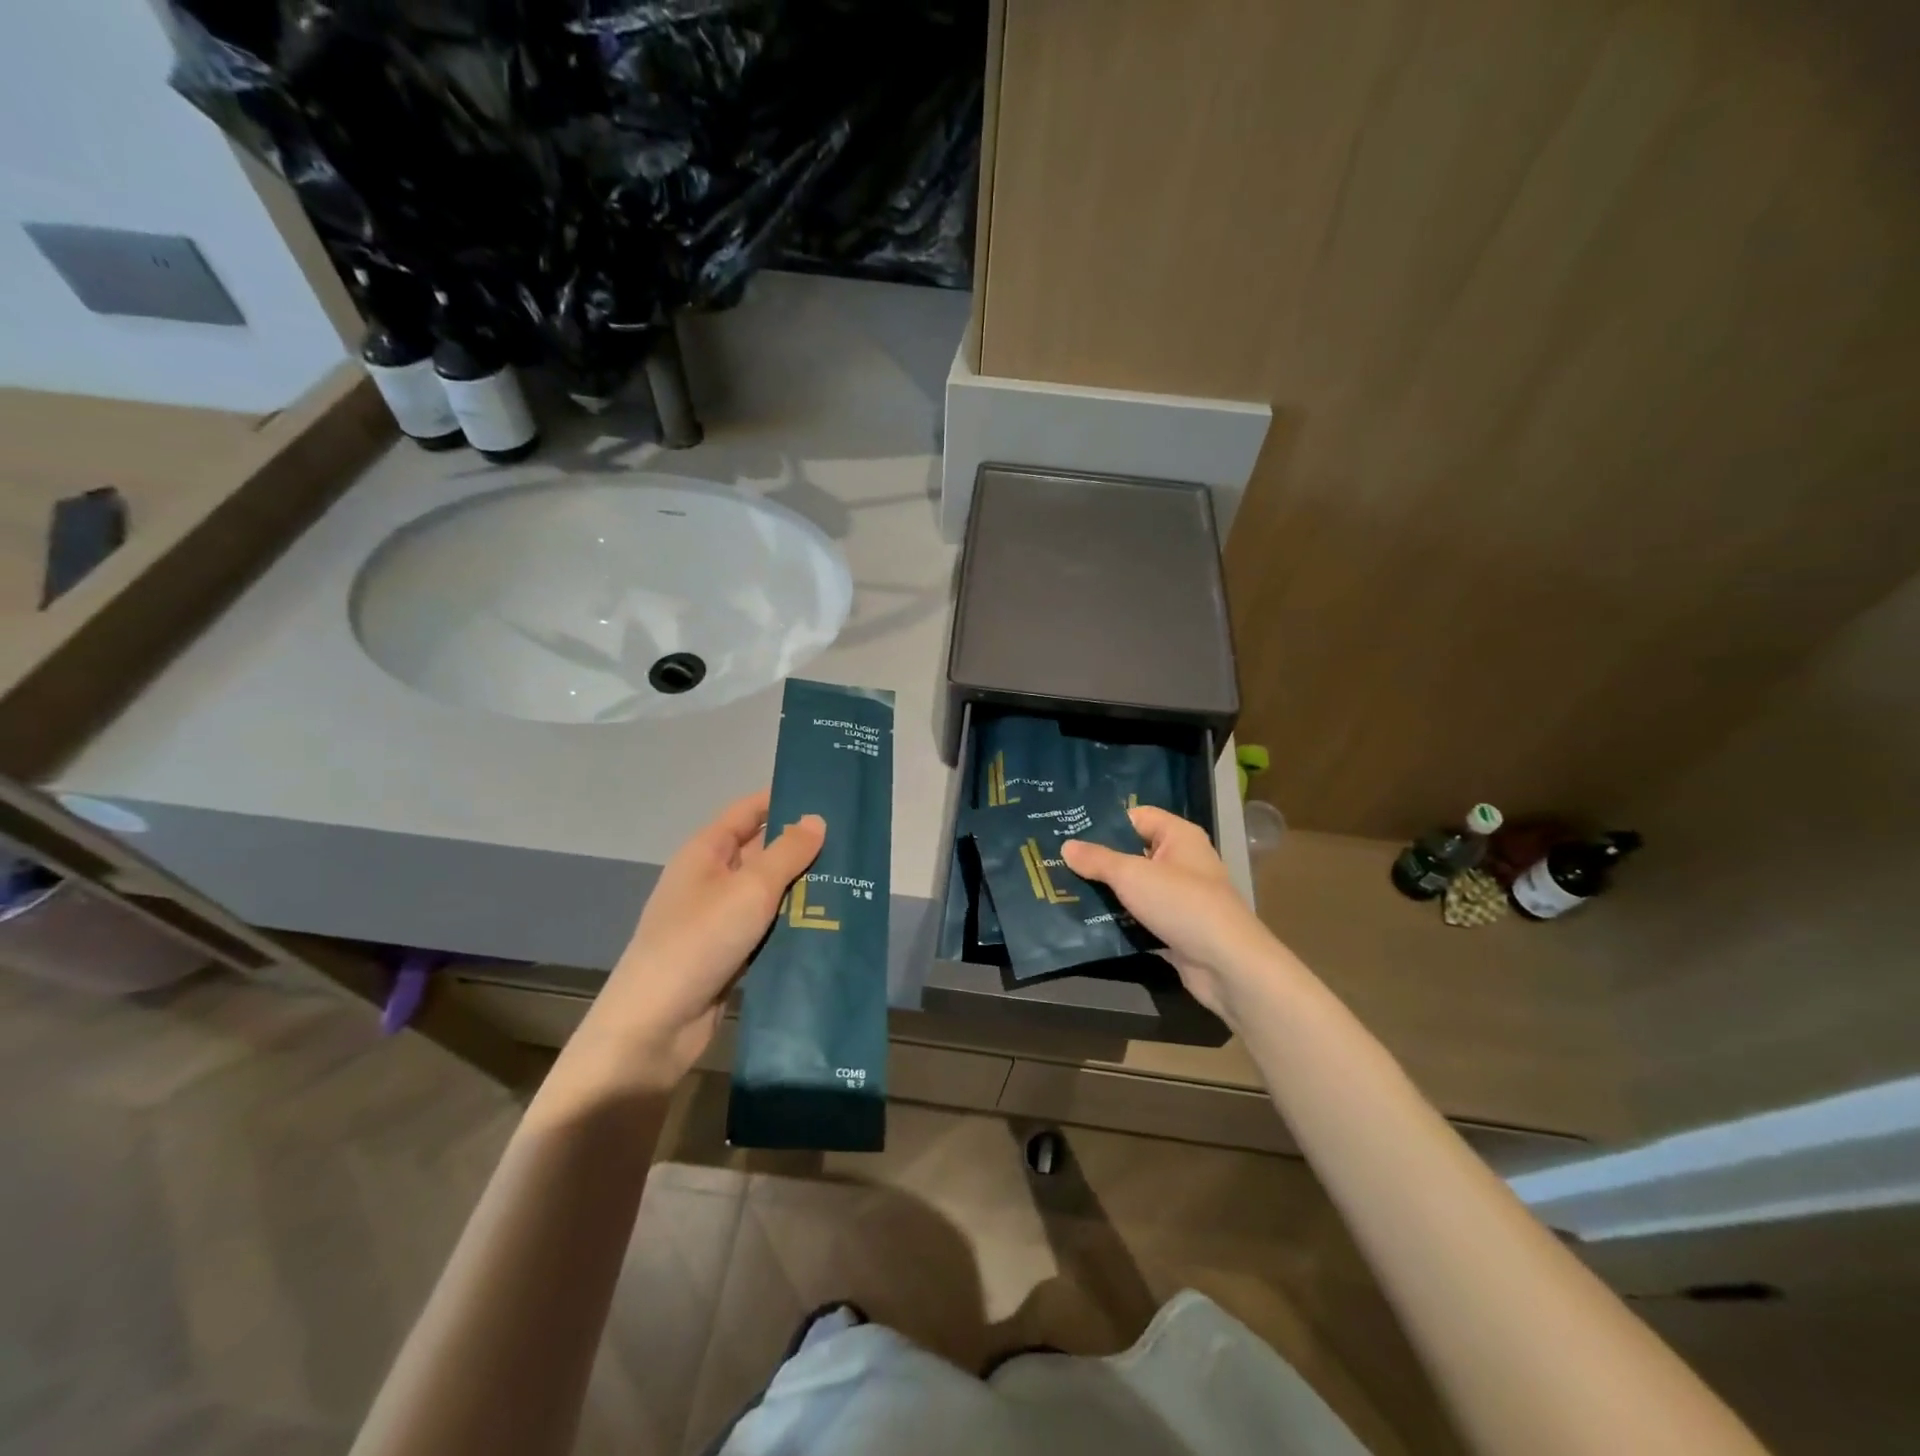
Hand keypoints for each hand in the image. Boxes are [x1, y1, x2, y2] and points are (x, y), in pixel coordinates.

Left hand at [569, 790, 824, 1091]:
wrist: (655, 1025)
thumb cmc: (700, 941)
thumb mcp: (750, 888)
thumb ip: (787, 853)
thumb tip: (816, 819)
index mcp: (706, 852)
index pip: (749, 812)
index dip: (783, 800)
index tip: (828, 795)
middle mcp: (711, 880)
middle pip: (762, 852)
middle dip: (803, 848)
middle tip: (854, 843)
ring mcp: (719, 919)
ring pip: (769, 894)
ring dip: (804, 890)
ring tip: (854, 881)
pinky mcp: (729, 954)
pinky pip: (768, 929)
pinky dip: (794, 925)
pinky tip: (831, 924)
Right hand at [1062, 806, 1275, 1019]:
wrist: (1227, 965)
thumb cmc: (1182, 904)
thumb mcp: (1132, 875)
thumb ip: (1098, 860)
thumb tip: (1066, 845)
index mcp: (1178, 836)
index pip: (1136, 817)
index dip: (1104, 821)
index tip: (1067, 828)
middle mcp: (1181, 861)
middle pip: (1132, 852)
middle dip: (1098, 859)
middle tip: (1056, 860)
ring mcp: (1178, 897)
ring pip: (1133, 887)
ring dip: (1105, 891)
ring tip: (1062, 888)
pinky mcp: (1174, 928)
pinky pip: (1139, 916)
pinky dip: (1117, 918)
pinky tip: (1084, 919)